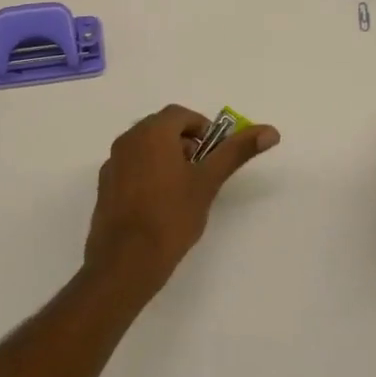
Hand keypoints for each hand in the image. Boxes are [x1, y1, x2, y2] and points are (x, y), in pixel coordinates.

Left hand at [85, 105, 280, 283]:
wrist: (126, 261)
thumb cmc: (172, 216)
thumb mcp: (209, 182)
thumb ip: (237, 152)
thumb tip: (270, 130)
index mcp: (152, 133)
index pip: (181, 115)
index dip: (202, 128)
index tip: (214, 153)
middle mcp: (128, 140)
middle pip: (161, 128)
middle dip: (184, 142)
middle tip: (201, 171)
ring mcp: (112, 164)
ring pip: (144, 148)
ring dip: (165, 157)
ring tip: (182, 189)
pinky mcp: (104, 187)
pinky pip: (130, 168)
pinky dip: (147, 173)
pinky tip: (158, 204)